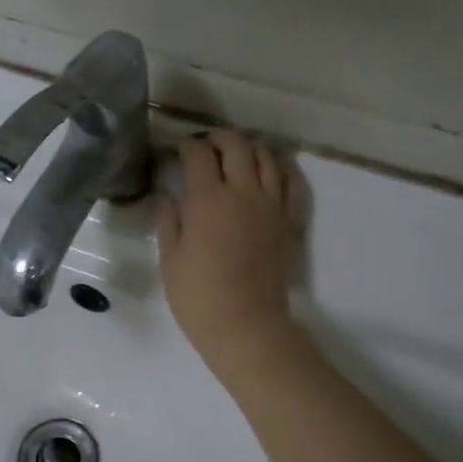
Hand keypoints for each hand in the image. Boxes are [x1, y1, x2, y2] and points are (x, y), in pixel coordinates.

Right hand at [158, 131, 304, 380]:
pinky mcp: (290, 222)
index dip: (190, 146)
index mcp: (208, 199)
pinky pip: (292, 184)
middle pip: (237, 146)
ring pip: (267, 158)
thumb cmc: (198, 295)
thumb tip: (172, 200)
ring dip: (252, 147)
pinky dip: (283, 168)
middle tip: (210, 143)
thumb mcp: (170, 259)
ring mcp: (271, 205)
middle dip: (221, 137)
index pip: (200, 155)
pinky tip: (274, 168)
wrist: (245, 324)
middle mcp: (242, 192)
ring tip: (241, 151)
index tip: (183, 148)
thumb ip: (170, 223)